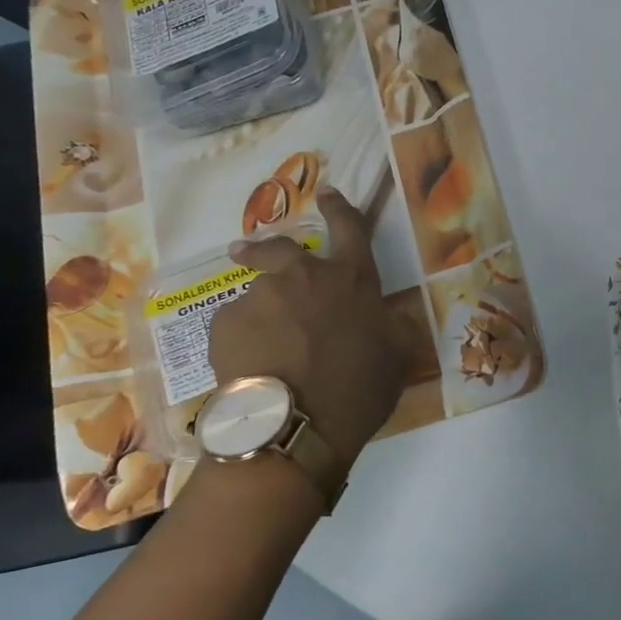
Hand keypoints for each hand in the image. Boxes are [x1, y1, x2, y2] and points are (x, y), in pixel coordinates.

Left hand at [208, 188, 407, 465]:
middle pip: (281, 247)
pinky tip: (247, 365)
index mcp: (350, 278)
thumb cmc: (356, 390)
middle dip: (268, 245)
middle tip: (250, 251)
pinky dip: (241, 336)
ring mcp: (259, 297)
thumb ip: (393, 326)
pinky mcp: (224, 324)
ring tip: (261, 342)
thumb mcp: (397, 357)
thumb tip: (389, 315)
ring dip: (260, 308)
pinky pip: (234, 323)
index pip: (349, 226)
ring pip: (257, 293)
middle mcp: (303, 276)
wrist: (292, 427)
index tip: (328, 192)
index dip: (340, 206)